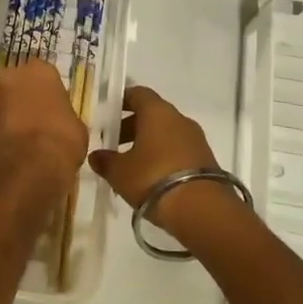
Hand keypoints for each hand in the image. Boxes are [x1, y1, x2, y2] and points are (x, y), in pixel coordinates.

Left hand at [0, 59, 88, 189]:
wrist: (27, 170)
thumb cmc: (61, 141)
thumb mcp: (78, 127)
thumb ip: (65, 115)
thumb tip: (60, 121)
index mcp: (39, 71)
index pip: (47, 75)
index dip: (52, 93)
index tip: (58, 109)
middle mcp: (11, 78)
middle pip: (22, 85)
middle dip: (29, 99)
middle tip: (43, 121)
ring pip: (7, 103)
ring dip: (15, 115)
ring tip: (29, 139)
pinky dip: (6, 132)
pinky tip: (18, 149)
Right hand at [87, 85, 221, 225]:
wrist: (202, 210)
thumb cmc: (153, 179)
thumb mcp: (120, 172)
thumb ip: (105, 161)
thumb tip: (96, 156)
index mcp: (157, 112)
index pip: (138, 93)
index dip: (122, 101)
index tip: (108, 113)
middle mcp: (179, 119)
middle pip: (153, 114)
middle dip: (132, 126)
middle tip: (114, 143)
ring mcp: (196, 139)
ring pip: (167, 133)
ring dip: (149, 143)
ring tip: (131, 164)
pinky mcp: (206, 160)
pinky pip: (179, 150)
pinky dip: (164, 156)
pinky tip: (152, 177)